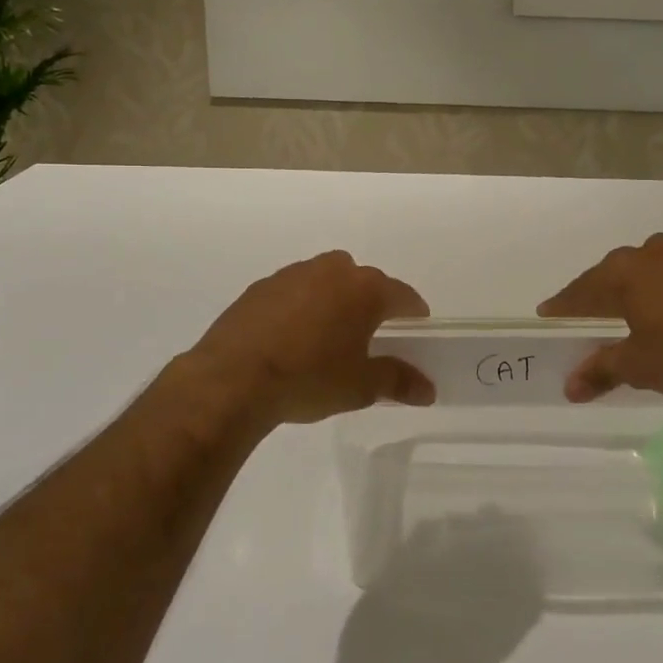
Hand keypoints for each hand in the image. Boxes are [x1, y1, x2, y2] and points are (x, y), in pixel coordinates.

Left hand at [188, 251, 435, 425]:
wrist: (233, 379)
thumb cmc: (309, 379)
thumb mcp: (360, 387)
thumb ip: (398, 382)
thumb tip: (428, 390)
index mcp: (364, 290)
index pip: (402, 294)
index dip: (413, 310)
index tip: (417, 324)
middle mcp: (331, 271)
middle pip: (363, 279)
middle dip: (371, 300)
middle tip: (371, 331)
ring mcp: (292, 275)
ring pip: (325, 279)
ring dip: (333, 298)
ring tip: (329, 332)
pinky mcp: (260, 287)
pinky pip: (293, 290)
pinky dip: (300, 305)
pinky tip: (292, 335)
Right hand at [538, 233, 662, 403]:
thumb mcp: (637, 366)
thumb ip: (600, 370)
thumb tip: (570, 388)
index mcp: (624, 271)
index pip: (582, 290)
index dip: (563, 306)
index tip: (548, 314)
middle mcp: (651, 253)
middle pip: (612, 277)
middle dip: (596, 297)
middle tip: (580, 316)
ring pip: (645, 274)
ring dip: (631, 293)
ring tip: (621, 315)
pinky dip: (660, 294)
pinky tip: (662, 313)